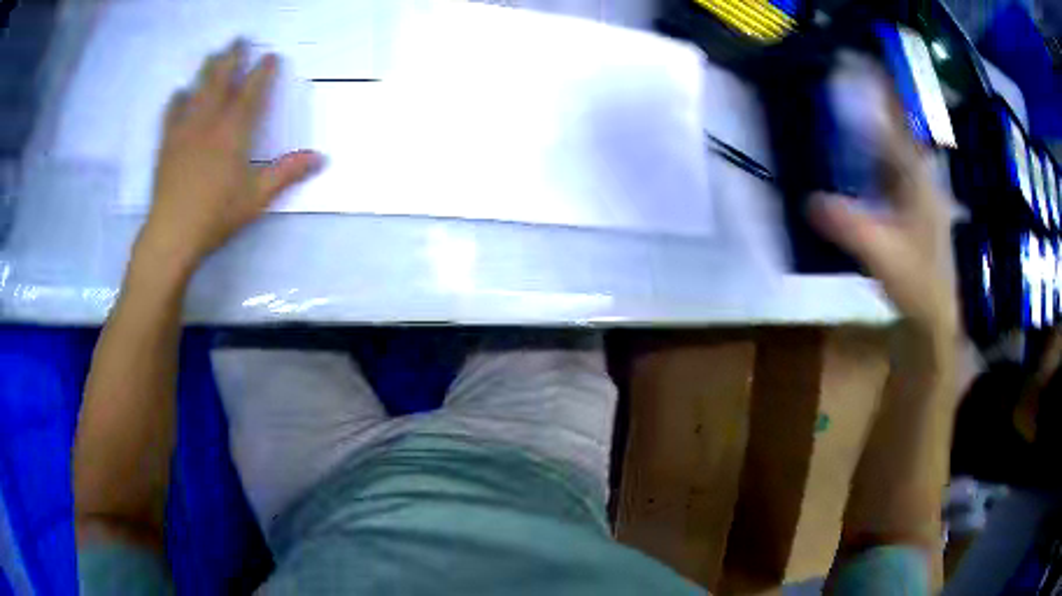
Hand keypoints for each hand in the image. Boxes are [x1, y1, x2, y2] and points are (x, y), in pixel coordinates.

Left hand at [135, 39, 322, 278]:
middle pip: (222, 79)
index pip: (252, 91)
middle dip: (232, 57)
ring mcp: (185, 129)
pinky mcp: (167, 143)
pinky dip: (178, 99)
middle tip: (239, 39)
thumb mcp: (256, 198)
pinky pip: (172, 112)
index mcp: (234, 131)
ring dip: (208, 69)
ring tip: (214, 55)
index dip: (263, 71)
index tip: (270, 56)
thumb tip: (320, 158)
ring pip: (197, 89)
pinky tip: (180, 92)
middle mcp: (209, 121)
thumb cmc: (216, 215)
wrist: (172, 233)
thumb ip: (287, 174)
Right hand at [809, 97, 957, 350]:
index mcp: (916, 180)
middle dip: (871, 108)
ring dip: (873, 134)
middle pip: (895, 133)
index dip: (876, 94)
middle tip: (842, 90)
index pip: (893, 124)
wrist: (941, 319)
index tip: (854, 67)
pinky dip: (877, 163)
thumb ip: (848, 225)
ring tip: (846, 119)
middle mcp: (920, 179)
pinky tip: (863, 167)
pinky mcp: (917, 213)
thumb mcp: (881, 254)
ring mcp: (921, 196)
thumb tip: (808, 200)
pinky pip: (894, 175)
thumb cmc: (919, 284)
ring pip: (895, 154)